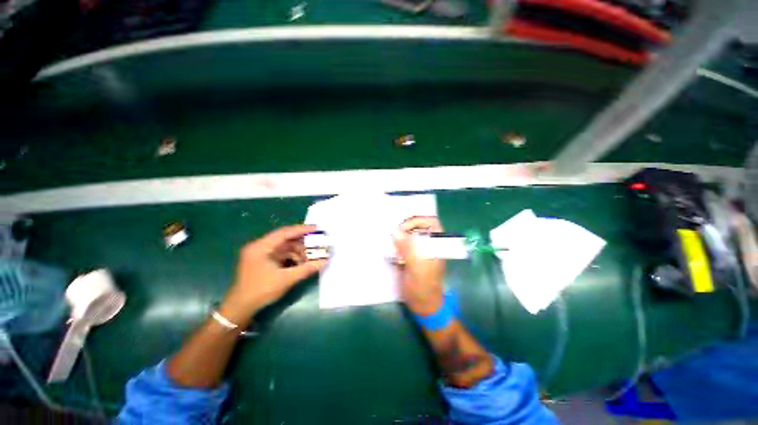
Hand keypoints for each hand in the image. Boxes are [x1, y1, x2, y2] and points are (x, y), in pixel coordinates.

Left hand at [219, 225, 326, 324]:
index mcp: (261, 247)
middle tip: (318, 243)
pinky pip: (282, 254)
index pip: (284, 233)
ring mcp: (261, 254)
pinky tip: (303, 262)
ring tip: (313, 256)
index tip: (317, 228)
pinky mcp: (264, 261)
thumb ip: (307, 269)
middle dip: (303, 242)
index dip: (302, 230)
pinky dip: (293, 257)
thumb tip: (325, 261)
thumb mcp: (286, 279)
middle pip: (285, 239)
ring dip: (299, 251)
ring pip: (285, 247)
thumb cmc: (260, 291)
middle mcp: (260, 247)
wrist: (240, 308)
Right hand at [394, 217, 445, 315]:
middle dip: (405, 227)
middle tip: (393, 235)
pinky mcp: (410, 255)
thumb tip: (395, 232)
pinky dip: (394, 243)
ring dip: (398, 235)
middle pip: (417, 225)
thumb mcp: (417, 268)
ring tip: (389, 242)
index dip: (417, 220)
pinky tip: (389, 249)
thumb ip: (408, 249)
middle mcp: (428, 243)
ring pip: (408, 233)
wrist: (422, 304)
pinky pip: (402, 243)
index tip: (402, 229)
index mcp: (436, 244)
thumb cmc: (423, 287)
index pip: (430, 222)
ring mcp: (419, 249)